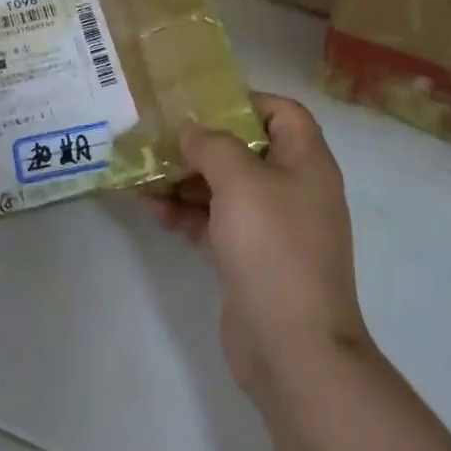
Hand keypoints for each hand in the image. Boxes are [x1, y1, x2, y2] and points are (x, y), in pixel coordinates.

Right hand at [147, 93, 371, 404]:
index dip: (245, 101)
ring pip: (225, 188)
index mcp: (306, 161)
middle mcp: (293, 188)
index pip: (283, 112)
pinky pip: (215, 222)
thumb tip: (191, 128)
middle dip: (202, 143)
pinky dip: (187, 213)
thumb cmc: (273, 247)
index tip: (201, 104)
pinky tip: (151, 209)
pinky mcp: (250, 259)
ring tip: (143, 172)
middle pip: (246, 150)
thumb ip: (212, 145)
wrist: (294, 349)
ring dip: (186, 178)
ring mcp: (272, 227)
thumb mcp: (240, 181)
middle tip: (159, 136)